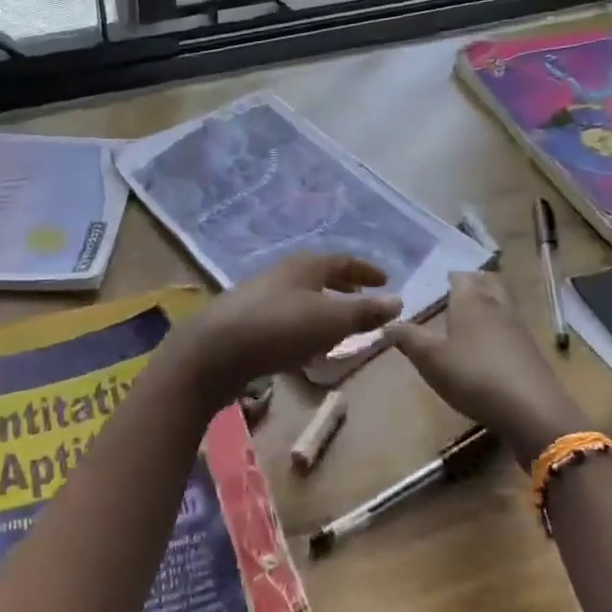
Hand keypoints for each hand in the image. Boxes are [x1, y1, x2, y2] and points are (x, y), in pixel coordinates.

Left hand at [166, 254, 401, 406]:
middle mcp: (280, 273)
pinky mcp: (242, 321)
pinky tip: (302, 345)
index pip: (342, 261)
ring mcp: (257, 296)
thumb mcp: (331, 321)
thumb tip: (397, 301)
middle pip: (318, 274)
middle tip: (362, 296)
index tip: (385, 280)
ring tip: (336, 324)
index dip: (365, 270)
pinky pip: (282, 316)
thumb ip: (365, 312)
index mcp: (304, 266)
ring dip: (321, 305)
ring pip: (299, 295)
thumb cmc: (280, 328)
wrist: (215, 351)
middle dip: (342, 285)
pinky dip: (301, 323)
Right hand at [385, 272, 585, 466]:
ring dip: (487, 305)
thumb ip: (406, 338)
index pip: (459, 275)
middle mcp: (497, 305)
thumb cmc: (473, 375)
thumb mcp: (429, 359)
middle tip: (453, 295)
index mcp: (471, 299)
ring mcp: (518, 327)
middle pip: (487, 282)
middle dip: (472, 283)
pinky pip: (511, 327)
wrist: (532, 410)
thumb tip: (386, 324)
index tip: (433, 284)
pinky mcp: (531, 351)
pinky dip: (497, 329)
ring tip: (467, 320)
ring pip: (502, 303)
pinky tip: (486, 347)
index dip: (447, 277)